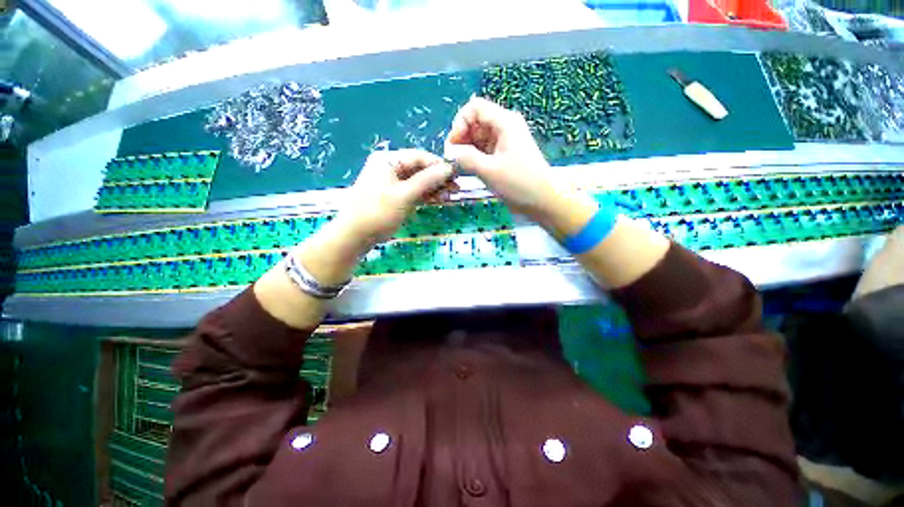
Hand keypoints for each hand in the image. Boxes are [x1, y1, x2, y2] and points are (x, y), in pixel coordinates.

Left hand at [335, 149, 455, 247]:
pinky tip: (437, 199)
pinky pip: (412, 191)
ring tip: (450, 196)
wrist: (354, 236)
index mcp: (388, 160)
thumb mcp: (405, 195)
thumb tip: (449, 167)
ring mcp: (390, 182)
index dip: (439, 165)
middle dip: (438, 178)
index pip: (419, 157)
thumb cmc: (378, 213)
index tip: (456, 175)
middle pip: (419, 169)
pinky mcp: (392, 196)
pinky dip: (424, 195)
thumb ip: (428, 180)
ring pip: (417, 181)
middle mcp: (389, 167)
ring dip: (433, 188)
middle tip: (456, 188)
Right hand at [443, 97, 567, 222]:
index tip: (453, 146)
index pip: (474, 108)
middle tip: (454, 160)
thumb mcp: (489, 171)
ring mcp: (505, 141)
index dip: (459, 124)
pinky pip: (484, 150)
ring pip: (478, 137)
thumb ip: (466, 158)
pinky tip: (469, 170)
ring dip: (466, 150)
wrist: (543, 200)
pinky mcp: (504, 155)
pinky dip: (474, 157)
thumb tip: (448, 152)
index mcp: (504, 122)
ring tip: (460, 167)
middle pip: (475, 122)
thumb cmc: (518, 183)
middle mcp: (505, 127)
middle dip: (461, 138)